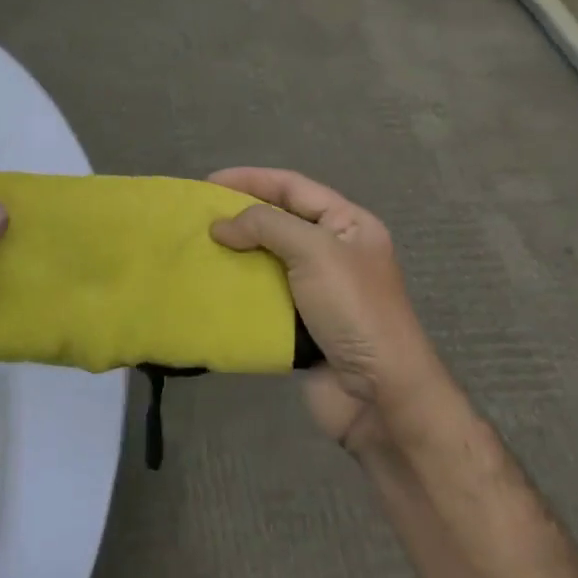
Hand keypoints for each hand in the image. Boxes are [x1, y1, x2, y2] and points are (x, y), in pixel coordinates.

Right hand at [209, 168, 435, 456]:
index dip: (251, 179)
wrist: (380, 397)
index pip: (293, 187)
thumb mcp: (314, 251)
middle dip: (239, 217)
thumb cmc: (354, 310)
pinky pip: (263, 296)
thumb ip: (266, 226)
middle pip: (278, 221)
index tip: (208, 183)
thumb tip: (220, 226)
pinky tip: (211, 285)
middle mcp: (334, 251)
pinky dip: (238, 290)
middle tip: (197, 217)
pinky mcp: (301, 324)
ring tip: (197, 249)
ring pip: (267, 260)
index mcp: (349, 224)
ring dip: (235, 254)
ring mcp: (318, 290)